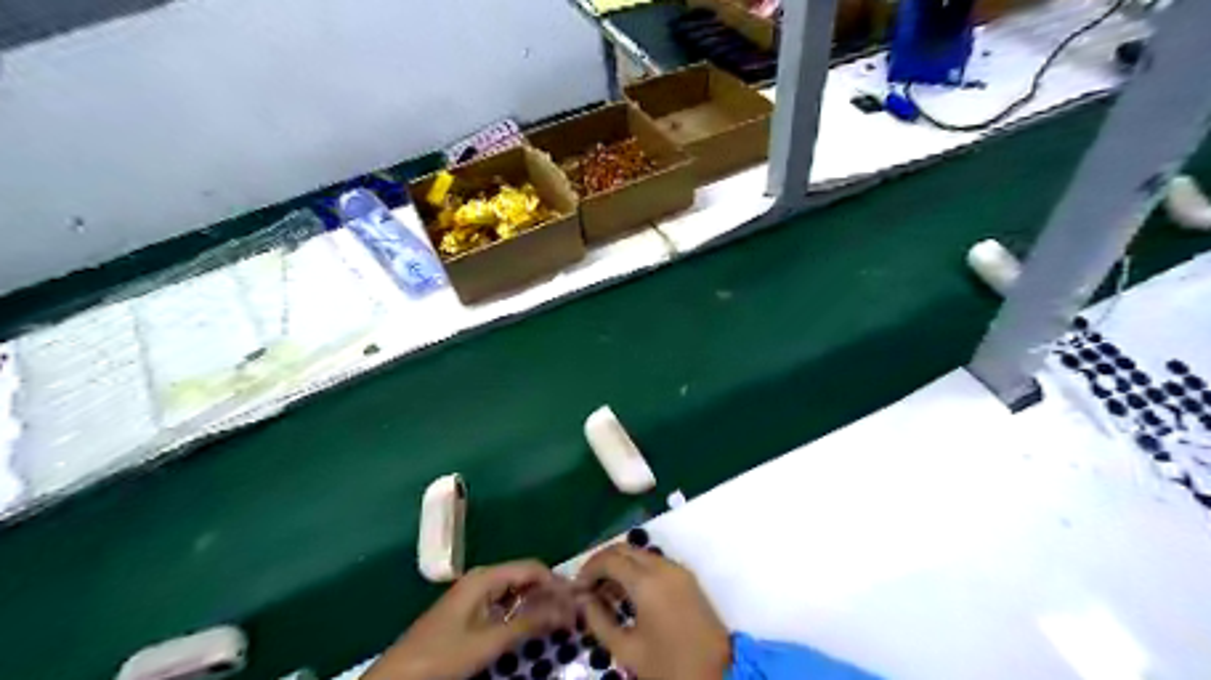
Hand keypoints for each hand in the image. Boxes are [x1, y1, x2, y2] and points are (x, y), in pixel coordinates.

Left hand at [365, 560, 572, 679]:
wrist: (397, 678)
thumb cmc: (443, 656)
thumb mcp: (489, 642)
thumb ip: (528, 623)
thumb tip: (566, 609)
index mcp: (486, 577)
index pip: (532, 568)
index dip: (556, 583)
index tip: (578, 601)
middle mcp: (483, 579)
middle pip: (525, 577)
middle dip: (549, 593)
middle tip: (573, 614)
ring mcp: (475, 595)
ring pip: (516, 592)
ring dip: (537, 604)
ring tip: (559, 621)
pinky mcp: (470, 611)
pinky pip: (504, 604)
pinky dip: (521, 613)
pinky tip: (533, 626)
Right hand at [573, 545, 728, 679]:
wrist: (720, 673)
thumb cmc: (669, 666)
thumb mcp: (626, 649)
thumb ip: (599, 620)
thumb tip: (582, 599)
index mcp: (646, 582)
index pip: (609, 559)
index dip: (588, 570)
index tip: (577, 589)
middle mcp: (662, 567)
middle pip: (624, 549)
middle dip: (602, 563)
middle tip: (587, 588)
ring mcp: (677, 569)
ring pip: (639, 554)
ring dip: (619, 566)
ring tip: (605, 594)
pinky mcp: (686, 577)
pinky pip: (654, 562)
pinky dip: (636, 570)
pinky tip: (627, 594)